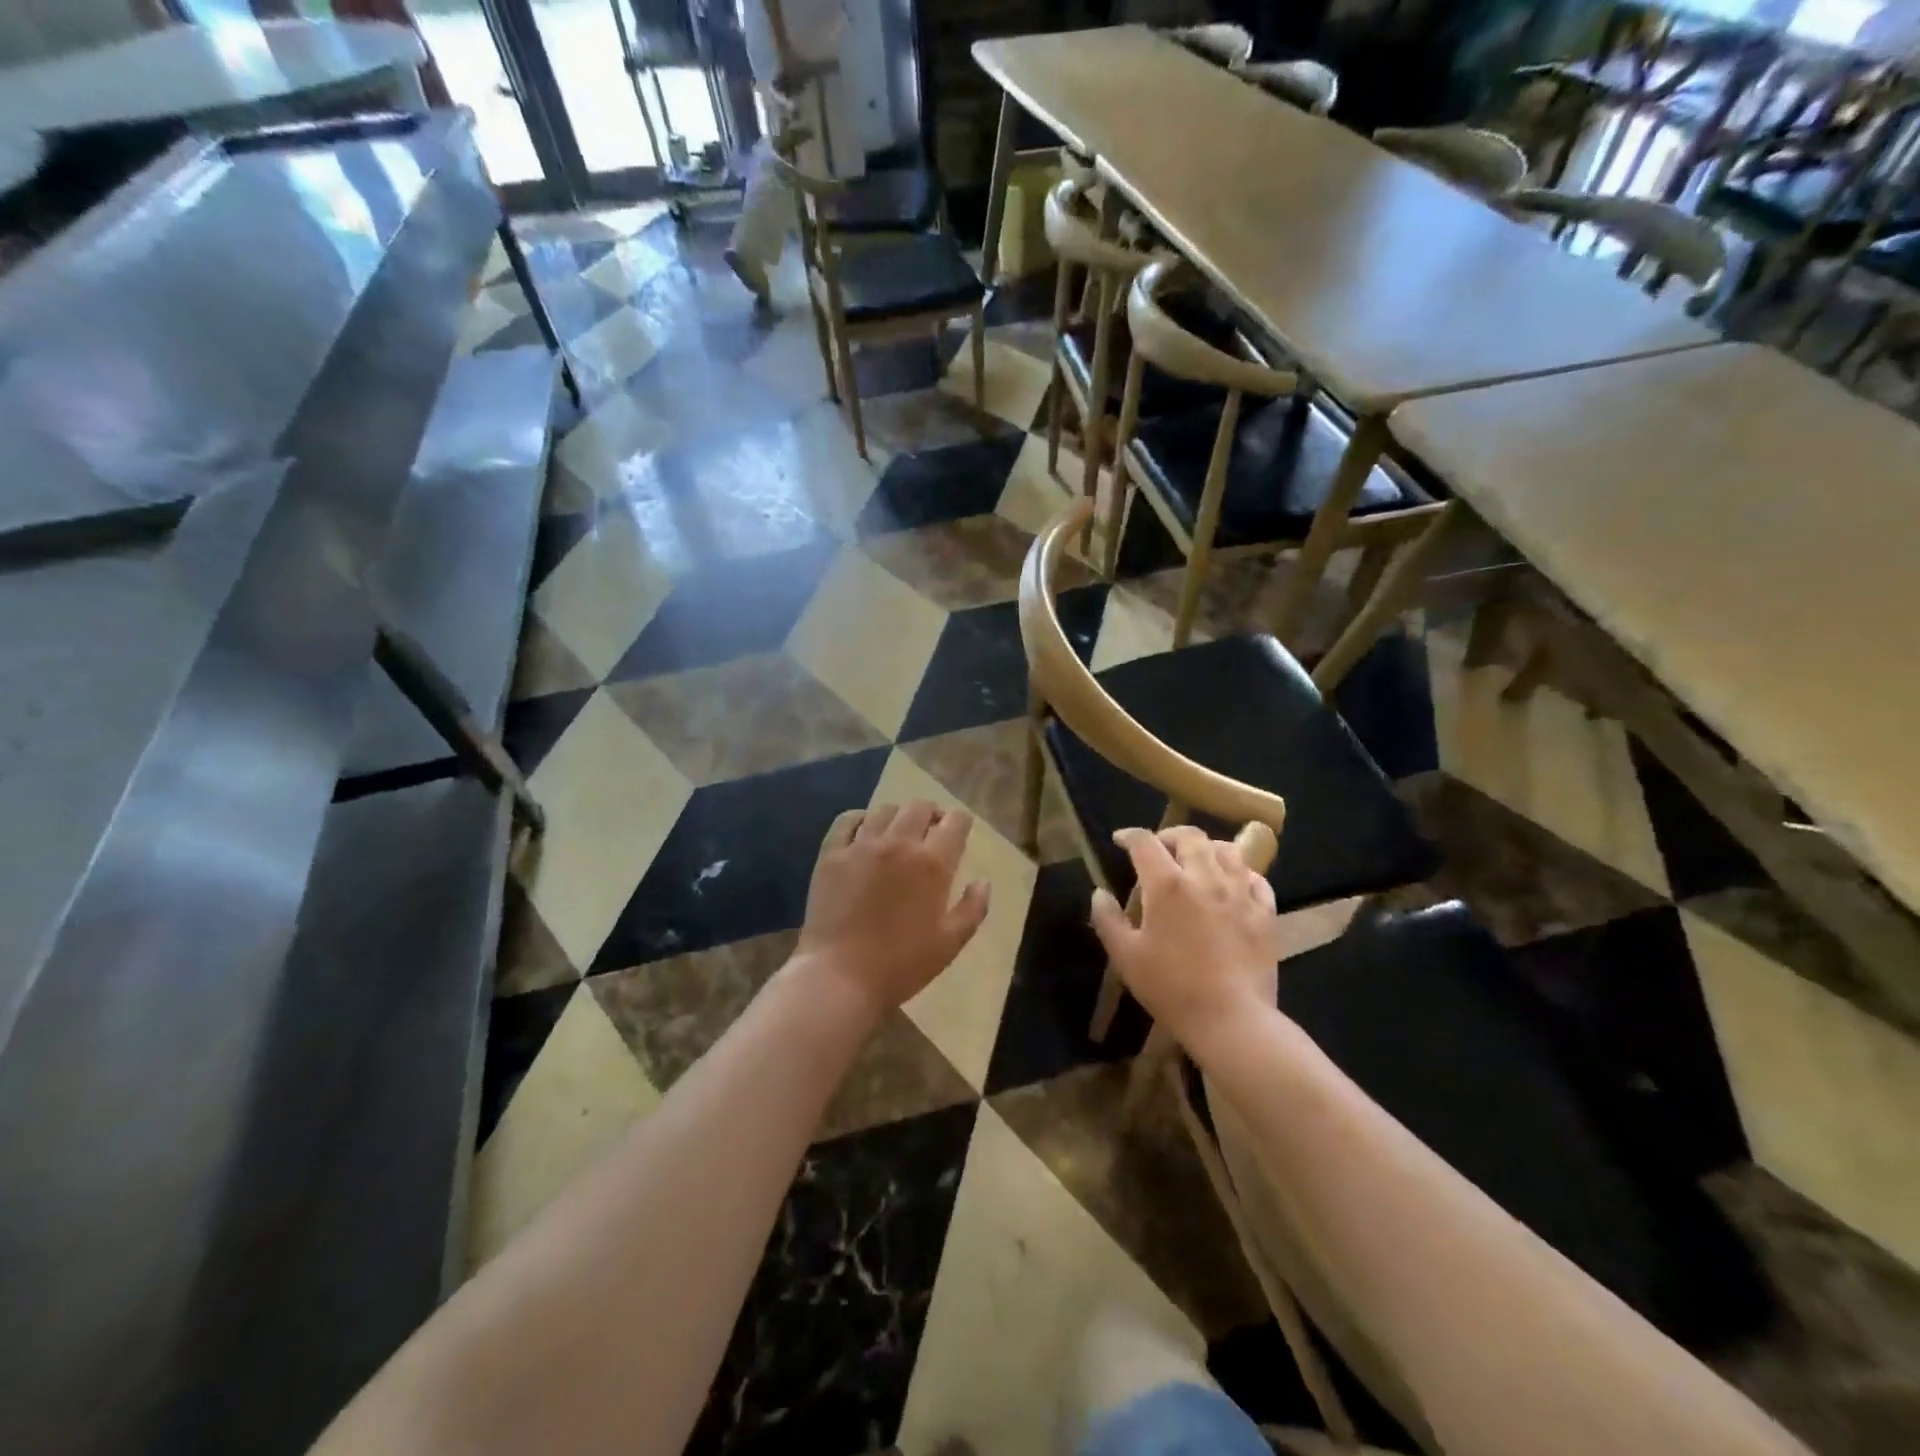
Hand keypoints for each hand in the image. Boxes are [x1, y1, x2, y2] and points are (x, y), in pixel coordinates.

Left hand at [792, 802, 989, 1025]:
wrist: (840, 978)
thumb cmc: (902, 965)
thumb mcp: (951, 943)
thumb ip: (973, 908)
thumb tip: (982, 880)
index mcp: (932, 863)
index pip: (955, 822)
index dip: (961, 821)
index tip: (961, 828)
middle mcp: (898, 843)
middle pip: (920, 808)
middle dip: (932, 813)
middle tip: (932, 828)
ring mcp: (861, 845)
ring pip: (885, 810)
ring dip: (899, 816)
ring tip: (899, 831)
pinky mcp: (831, 854)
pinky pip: (847, 820)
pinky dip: (861, 818)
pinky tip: (865, 829)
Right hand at [1088, 825, 1283, 1049]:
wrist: (1231, 1020)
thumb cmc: (1171, 988)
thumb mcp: (1126, 957)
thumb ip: (1108, 920)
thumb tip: (1099, 893)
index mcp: (1167, 885)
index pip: (1145, 843)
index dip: (1129, 836)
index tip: (1120, 841)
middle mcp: (1205, 878)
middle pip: (1191, 837)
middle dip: (1170, 836)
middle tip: (1160, 848)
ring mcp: (1240, 894)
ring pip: (1227, 851)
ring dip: (1208, 848)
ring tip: (1198, 859)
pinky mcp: (1265, 914)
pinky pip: (1256, 879)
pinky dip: (1241, 873)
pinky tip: (1233, 883)